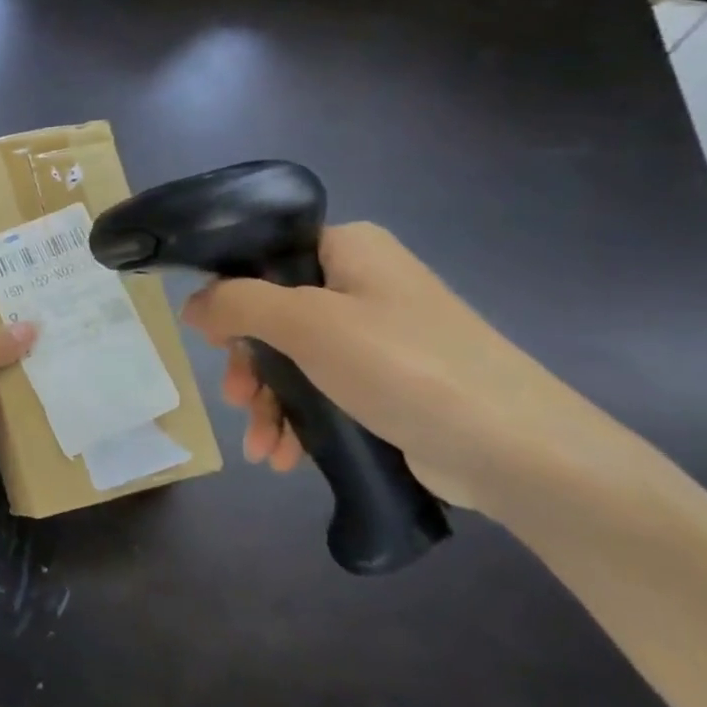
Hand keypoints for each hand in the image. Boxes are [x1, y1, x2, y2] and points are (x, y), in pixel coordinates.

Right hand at [182, 223, 608, 515]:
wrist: (514, 449)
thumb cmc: (402, 366)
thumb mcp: (307, 324)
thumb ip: (239, 304)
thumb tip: (191, 305)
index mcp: (349, 249)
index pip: (266, 255)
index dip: (230, 294)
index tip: (212, 340)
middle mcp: (362, 284)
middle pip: (275, 314)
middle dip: (250, 365)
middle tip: (237, 400)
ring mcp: (378, 336)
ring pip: (296, 359)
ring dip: (269, 403)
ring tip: (261, 447)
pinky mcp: (388, 384)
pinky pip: (324, 390)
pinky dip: (299, 420)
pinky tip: (283, 456)